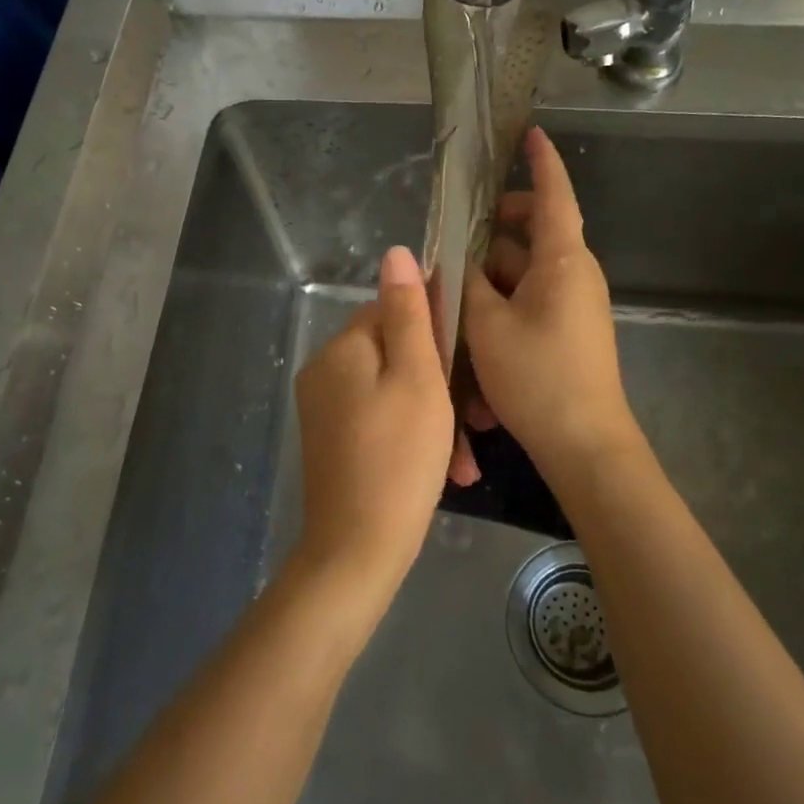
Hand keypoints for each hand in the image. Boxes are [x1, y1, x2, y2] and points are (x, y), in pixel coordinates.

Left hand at [292, 245, 463, 598]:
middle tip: (478, 420)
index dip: (437, 330)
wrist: (357, 551)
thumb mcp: (417, 378)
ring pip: (394, 392)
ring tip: (465, 458)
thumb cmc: (399, 458)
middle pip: (396, 354)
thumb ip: (409, 313)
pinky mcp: (333, 441)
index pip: (393, 310)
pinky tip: (446, 472)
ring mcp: (326, 409)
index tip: (470, 361)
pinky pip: (381, 421)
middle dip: (442, 384)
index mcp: (343, 348)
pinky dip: (413, 438)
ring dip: (435, 418)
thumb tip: (396, 252)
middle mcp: (325, 371)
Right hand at [462, 127, 639, 489]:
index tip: (529, 133)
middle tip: (456, 236)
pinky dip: (505, 299)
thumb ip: (466, 284)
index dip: (541, 161)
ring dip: (493, 273)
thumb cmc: (538, 376)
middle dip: (496, 228)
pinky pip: (533, 296)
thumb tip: (460, 261)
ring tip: (455, 292)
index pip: (554, 195)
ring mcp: (575, 302)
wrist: (585, 444)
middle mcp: (575, 273)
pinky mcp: (570, 328)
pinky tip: (475, 325)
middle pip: (534, 231)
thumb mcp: (486, 326)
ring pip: (528, 268)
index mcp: (563, 260)